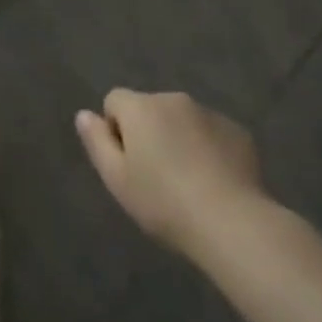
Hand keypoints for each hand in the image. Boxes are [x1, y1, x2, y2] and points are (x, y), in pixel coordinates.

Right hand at [75, 90, 265, 255]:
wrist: (232, 223)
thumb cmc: (164, 202)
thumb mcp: (117, 180)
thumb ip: (97, 142)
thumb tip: (84, 114)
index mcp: (140, 107)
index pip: (114, 101)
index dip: (116, 130)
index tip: (128, 165)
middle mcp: (172, 99)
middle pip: (150, 109)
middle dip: (149, 134)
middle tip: (157, 178)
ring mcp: (208, 113)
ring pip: (182, 121)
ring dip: (179, 140)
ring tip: (189, 184)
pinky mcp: (238, 132)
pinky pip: (212, 134)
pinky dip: (209, 150)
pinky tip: (216, 184)